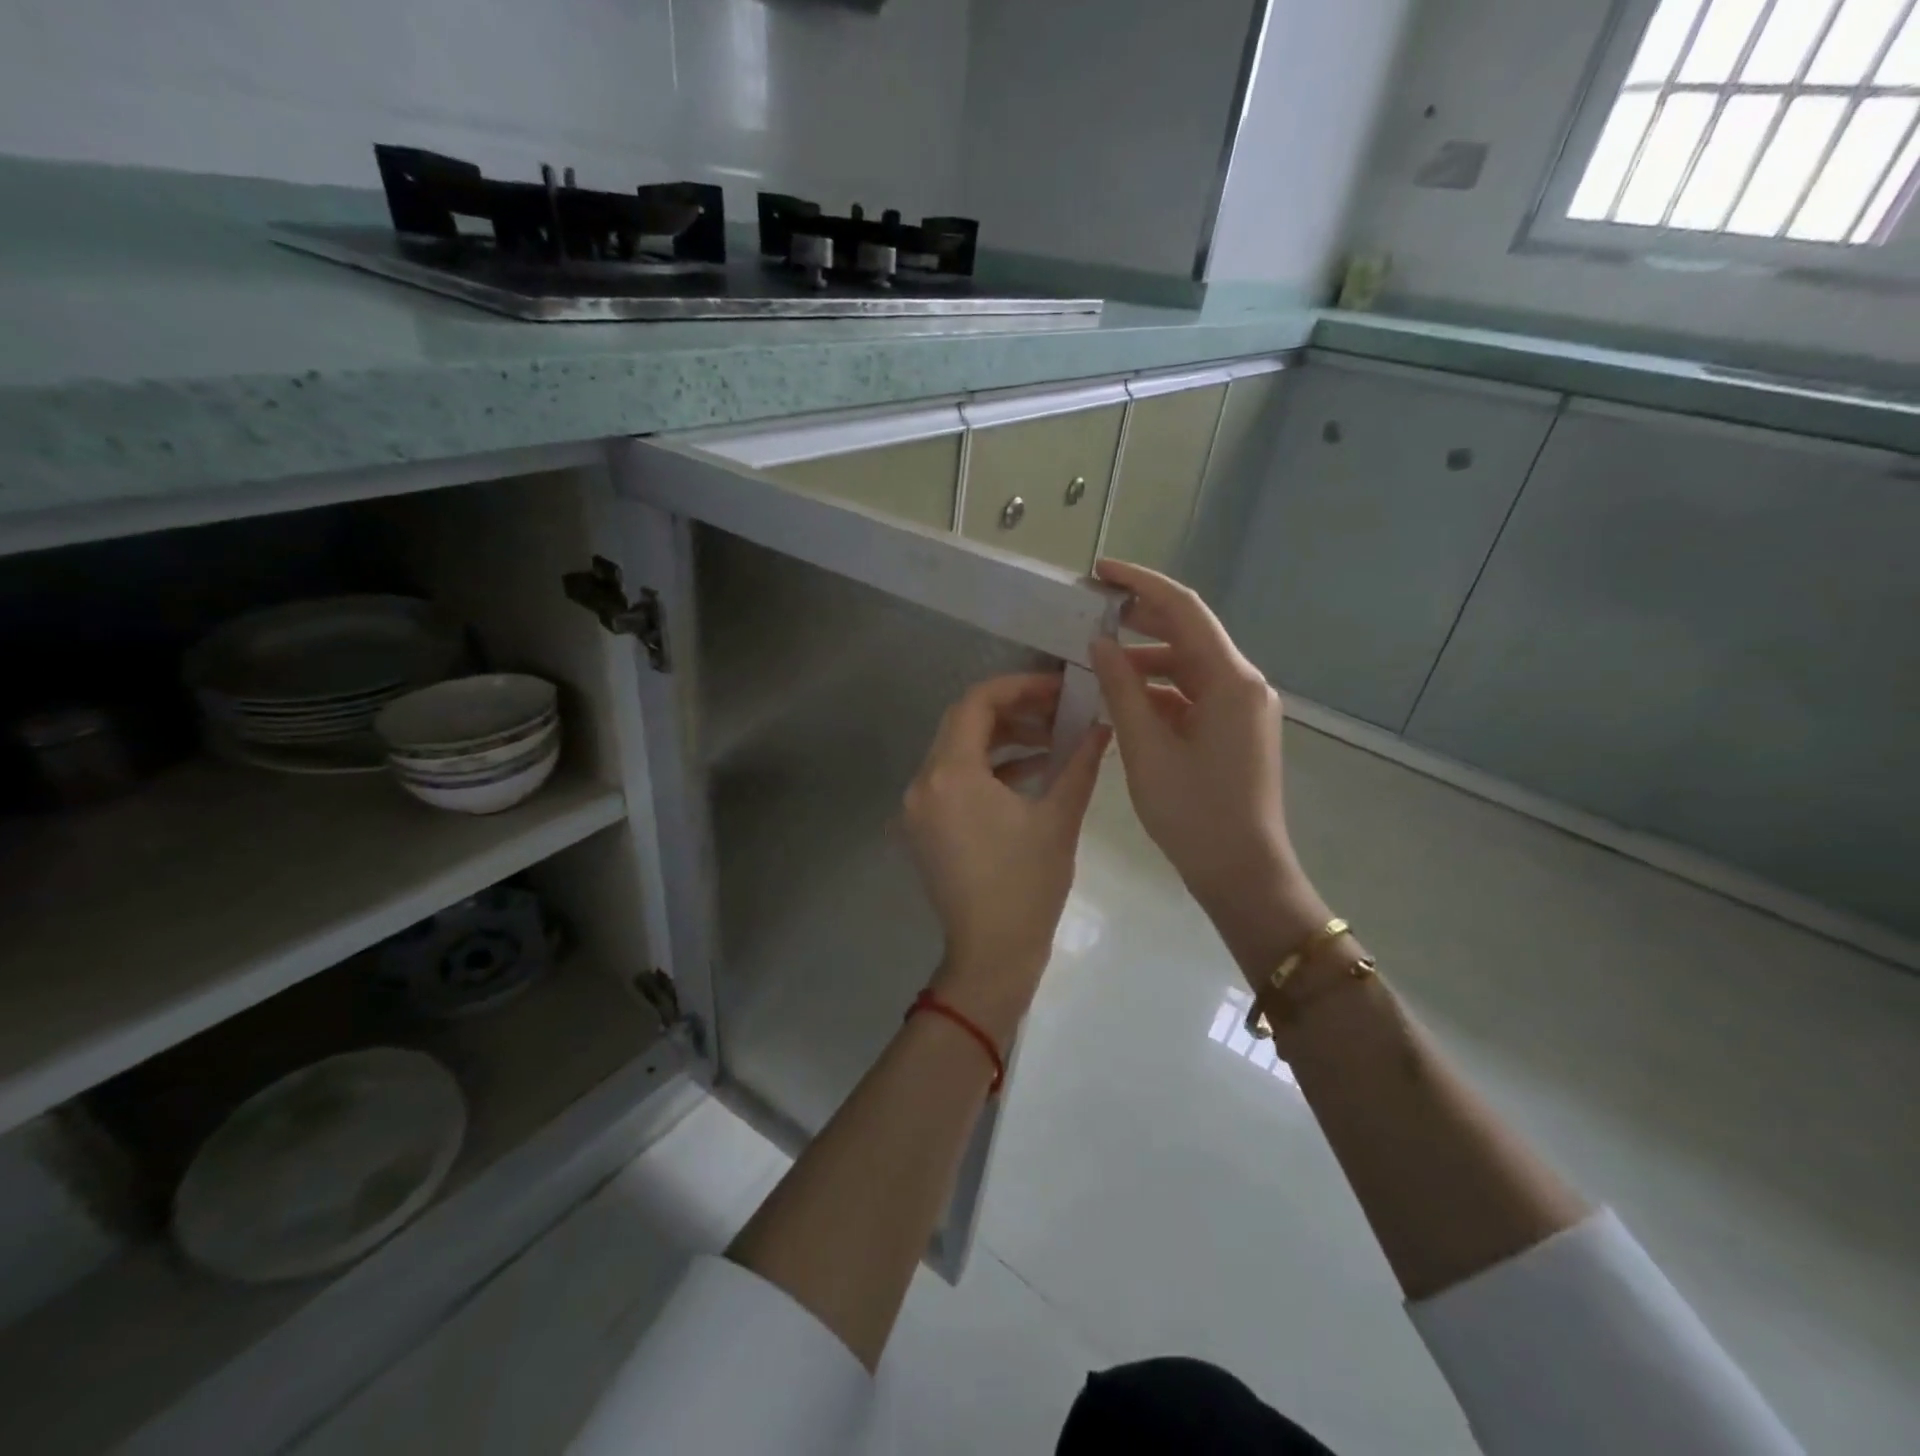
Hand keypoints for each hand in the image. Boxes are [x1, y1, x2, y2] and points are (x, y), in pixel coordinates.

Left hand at [902, 673, 1108, 1041]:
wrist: (991, 955)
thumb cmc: (1027, 887)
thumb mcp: (1058, 819)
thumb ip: (1079, 763)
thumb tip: (1102, 727)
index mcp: (950, 775)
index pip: (977, 704)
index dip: (1019, 687)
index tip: (1058, 688)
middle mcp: (923, 783)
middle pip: (963, 723)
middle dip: (1013, 711)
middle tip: (1059, 710)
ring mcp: (918, 807)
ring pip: (957, 751)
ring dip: (1002, 740)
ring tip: (1052, 739)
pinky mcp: (924, 827)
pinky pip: (953, 780)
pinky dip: (987, 769)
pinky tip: (1031, 772)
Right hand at [1088, 560, 1329, 977]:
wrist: (1243, 873)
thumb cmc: (1194, 814)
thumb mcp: (1147, 749)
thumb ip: (1121, 689)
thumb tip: (1099, 644)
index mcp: (1230, 680)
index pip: (1184, 610)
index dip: (1141, 585)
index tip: (1100, 572)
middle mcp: (1244, 684)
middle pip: (1189, 632)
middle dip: (1141, 616)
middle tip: (1092, 608)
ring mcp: (1242, 708)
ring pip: (1189, 665)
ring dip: (1146, 657)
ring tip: (1098, 657)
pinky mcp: (1235, 729)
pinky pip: (1194, 694)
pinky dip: (1159, 689)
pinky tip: (1124, 697)